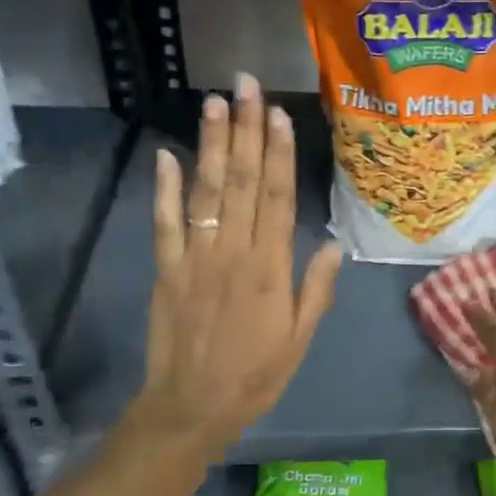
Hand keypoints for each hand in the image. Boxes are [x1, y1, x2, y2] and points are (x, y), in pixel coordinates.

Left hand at [129, 74, 341, 458]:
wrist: (191, 409)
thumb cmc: (255, 376)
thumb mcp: (300, 340)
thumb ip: (316, 289)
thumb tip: (332, 242)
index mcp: (269, 268)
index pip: (274, 198)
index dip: (277, 153)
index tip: (277, 114)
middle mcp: (232, 253)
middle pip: (239, 182)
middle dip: (244, 130)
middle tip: (244, 86)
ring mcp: (194, 259)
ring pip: (204, 193)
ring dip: (208, 146)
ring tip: (213, 103)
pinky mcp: (164, 271)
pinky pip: (163, 225)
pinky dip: (163, 190)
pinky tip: (165, 155)